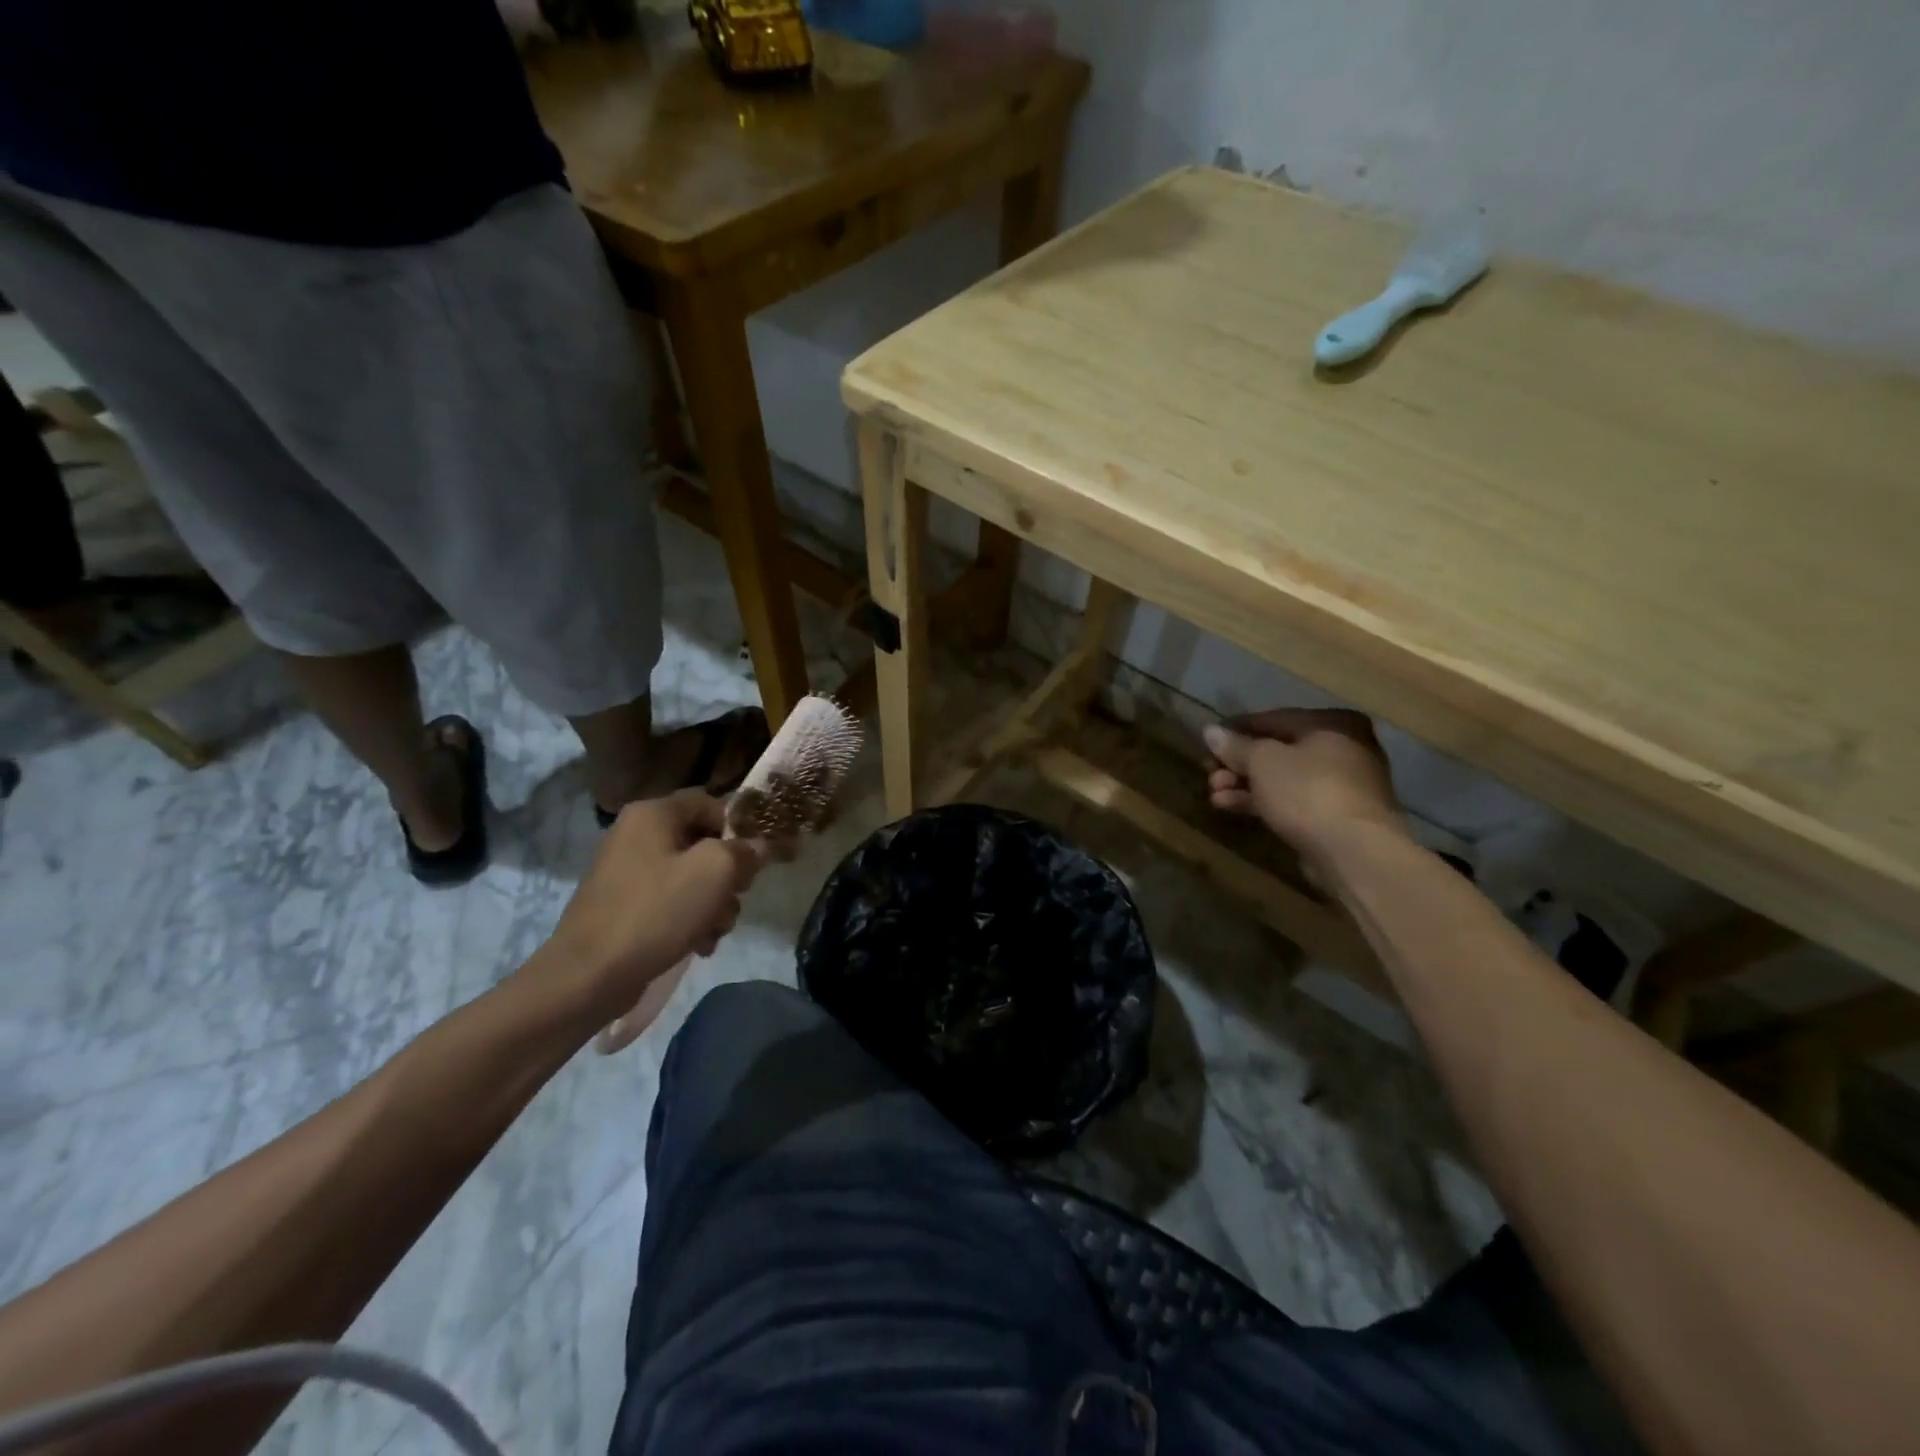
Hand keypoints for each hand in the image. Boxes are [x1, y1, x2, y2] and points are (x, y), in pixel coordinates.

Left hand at [537, 791, 764, 1026]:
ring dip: (713, 903)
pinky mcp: (623, 905)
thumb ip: (745, 850)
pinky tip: (698, 944)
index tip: (758, 858)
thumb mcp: (715, 872)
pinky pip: (670, 900)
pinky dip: (690, 919)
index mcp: (653, 814)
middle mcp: (636, 834)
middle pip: (704, 843)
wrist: (589, 976)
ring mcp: (627, 871)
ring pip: (691, 876)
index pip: (711, 803)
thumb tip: (759, 846)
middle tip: (736, 899)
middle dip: (728, 876)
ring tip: (715, 932)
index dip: (740, 827)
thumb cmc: (656, 911)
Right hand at [1203, 709, 1408, 867]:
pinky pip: (1291, 801)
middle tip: (1209, 773)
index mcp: (1332, 724)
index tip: (1209, 742)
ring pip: (1282, 779)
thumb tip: (1211, 731)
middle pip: (1278, 751)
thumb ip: (1235, 746)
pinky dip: (1262, 801)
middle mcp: (1343, 748)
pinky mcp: (1333, 817)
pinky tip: (1229, 806)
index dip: (1237, 729)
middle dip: (1238, 764)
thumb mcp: (1262, 761)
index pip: (1275, 718)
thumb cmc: (1308, 790)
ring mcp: (1341, 786)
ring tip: (1213, 794)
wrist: (1353, 851)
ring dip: (1244, 784)